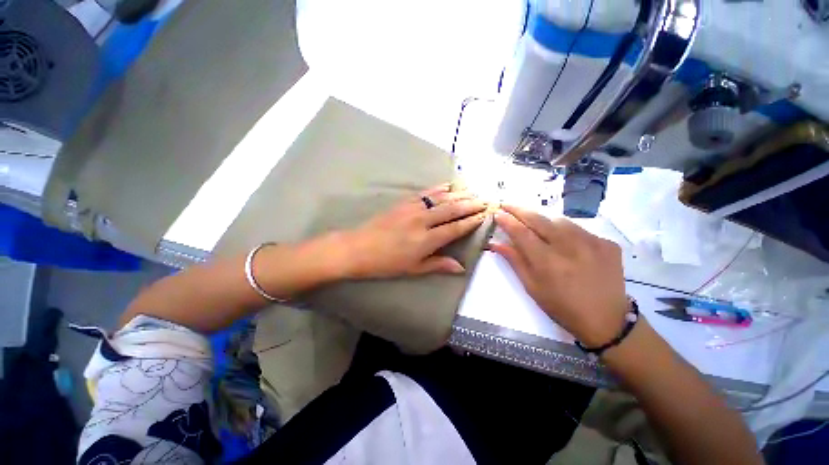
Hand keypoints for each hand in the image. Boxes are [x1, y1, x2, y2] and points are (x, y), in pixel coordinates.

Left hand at [341, 184, 488, 278]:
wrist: (358, 248)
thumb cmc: (387, 263)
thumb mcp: (413, 269)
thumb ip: (438, 264)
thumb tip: (461, 267)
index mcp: (426, 240)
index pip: (455, 228)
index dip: (471, 221)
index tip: (484, 215)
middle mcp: (422, 221)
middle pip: (452, 209)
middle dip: (470, 204)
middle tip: (485, 200)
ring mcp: (413, 208)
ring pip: (441, 198)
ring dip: (459, 194)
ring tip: (473, 191)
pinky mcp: (404, 202)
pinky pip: (426, 193)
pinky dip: (439, 188)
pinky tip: (449, 185)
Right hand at [489, 205, 628, 346]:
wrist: (606, 319)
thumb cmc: (562, 307)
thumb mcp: (532, 287)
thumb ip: (515, 261)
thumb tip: (495, 243)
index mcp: (548, 263)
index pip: (521, 233)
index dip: (507, 221)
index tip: (497, 213)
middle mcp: (570, 248)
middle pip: (539, 220)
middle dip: (520, 210)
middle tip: (507, 204)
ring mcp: (592, 243)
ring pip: (559, 221)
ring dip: (542, 219)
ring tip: (534, 223)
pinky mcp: (607, 243)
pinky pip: (579, 229)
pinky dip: (565, 230)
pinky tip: (563, 240)